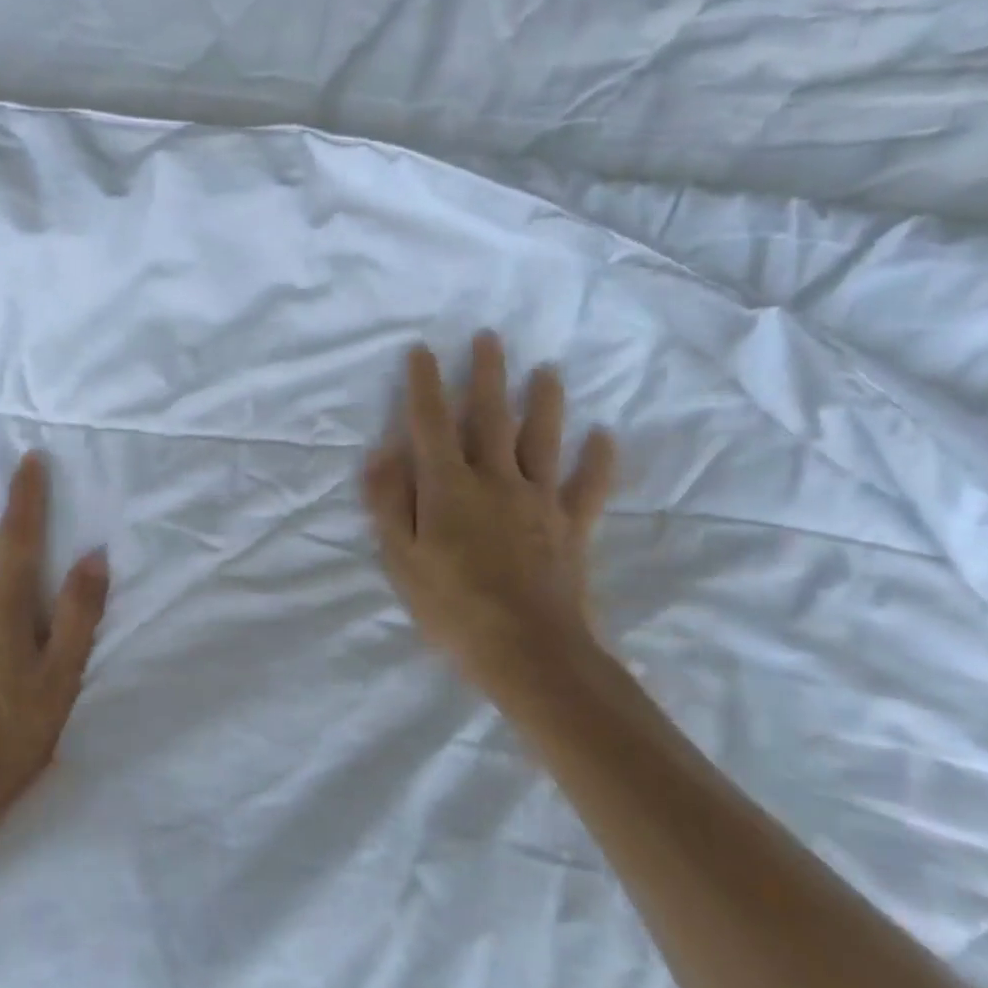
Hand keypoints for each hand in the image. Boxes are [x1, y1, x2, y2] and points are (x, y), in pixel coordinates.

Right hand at [363, 332, 616, 703]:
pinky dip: (598, 461)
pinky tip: (605, 437)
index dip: (424, 385)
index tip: (422, 351)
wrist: (528, 650)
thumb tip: (381, 453)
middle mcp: (495, 480)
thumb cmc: (452, 607)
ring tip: (547, 371)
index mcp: (449, 487)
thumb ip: (389, 503)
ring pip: (542, 439)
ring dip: (544, 402)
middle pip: (491, 417)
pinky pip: (588, 486)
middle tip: (490, 337)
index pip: (432, 423)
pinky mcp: (571, 526)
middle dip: (487, 374)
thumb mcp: (400, 559)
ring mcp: (538, 500)